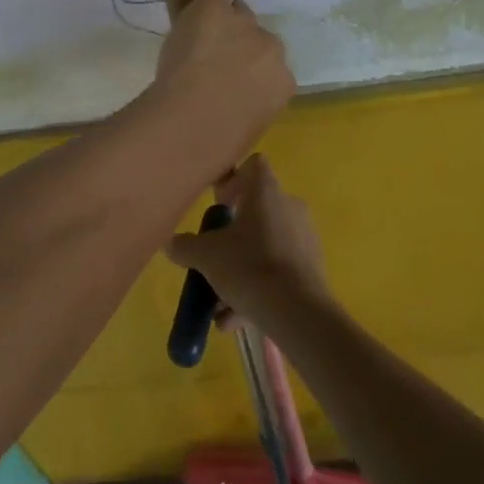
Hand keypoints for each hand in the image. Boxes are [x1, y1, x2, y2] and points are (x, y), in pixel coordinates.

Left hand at [153, 0, 294, 148]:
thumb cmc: (219, 143)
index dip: (252, 72)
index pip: (274, 68)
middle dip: (242, 46)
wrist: (193, 120)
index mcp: (283, 83)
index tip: (234, 81)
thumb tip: (244, 116)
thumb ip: (253, 109)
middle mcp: (272, 49)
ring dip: (225, 23)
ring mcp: (245, 26)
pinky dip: (212, 0)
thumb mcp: (249, 129)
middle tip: (216, 60)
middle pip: (260, 37)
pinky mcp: (218, 9)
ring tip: (202, 38)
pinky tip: (199, 9)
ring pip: (240, 13)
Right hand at [164, 155, 330, 333]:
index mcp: (266, 192)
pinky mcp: (312, 266)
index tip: (219, 205)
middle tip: (214, 257)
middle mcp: (289, 206)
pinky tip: (236, 318)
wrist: (299, 312)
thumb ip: (185, 246)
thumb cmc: (249, 267)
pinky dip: (258, 288)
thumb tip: (171, 243)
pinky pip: (278, 270)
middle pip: (257, 211)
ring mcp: (304, 237)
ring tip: (219, 305)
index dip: (234, 180)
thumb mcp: (206, 257)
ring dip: (240, 269)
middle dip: (232, 236)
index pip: (253, 166)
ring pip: (265, 246)